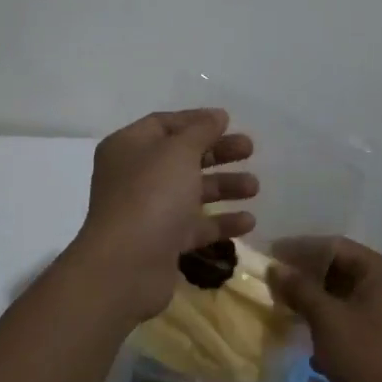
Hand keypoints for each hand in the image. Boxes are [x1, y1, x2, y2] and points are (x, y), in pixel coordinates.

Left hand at [72, 109, 256, 322]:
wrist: (126, 266)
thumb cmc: (151, 195)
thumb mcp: (178, 152)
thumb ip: (201, 131)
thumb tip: (216, 115)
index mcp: (129, 147)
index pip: (164, 124)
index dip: (196, 121)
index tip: (229, 121)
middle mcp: (135, 176)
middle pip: (181, 157)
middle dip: (217, 152)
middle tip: (250, 150)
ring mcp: (148, 211)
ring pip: (190, 192)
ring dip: (223, 186)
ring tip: (255, 187)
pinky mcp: (162, 242)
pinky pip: (195, 226)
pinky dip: (220, 222)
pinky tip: (249, 221)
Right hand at [268, 237, 381, 381]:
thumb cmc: (370, 358)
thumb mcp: (328, 320)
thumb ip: (301, 290)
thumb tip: (275, 267)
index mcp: (379, 271)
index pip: (333, 246)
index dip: (299, 249)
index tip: (269, 256)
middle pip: (338, 270)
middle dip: (304, 277)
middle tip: (272, 284)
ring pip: (342, 298)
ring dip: (313, 303)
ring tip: (283, 309)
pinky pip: (349, 321)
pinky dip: (327, 325)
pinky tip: (306, 340)